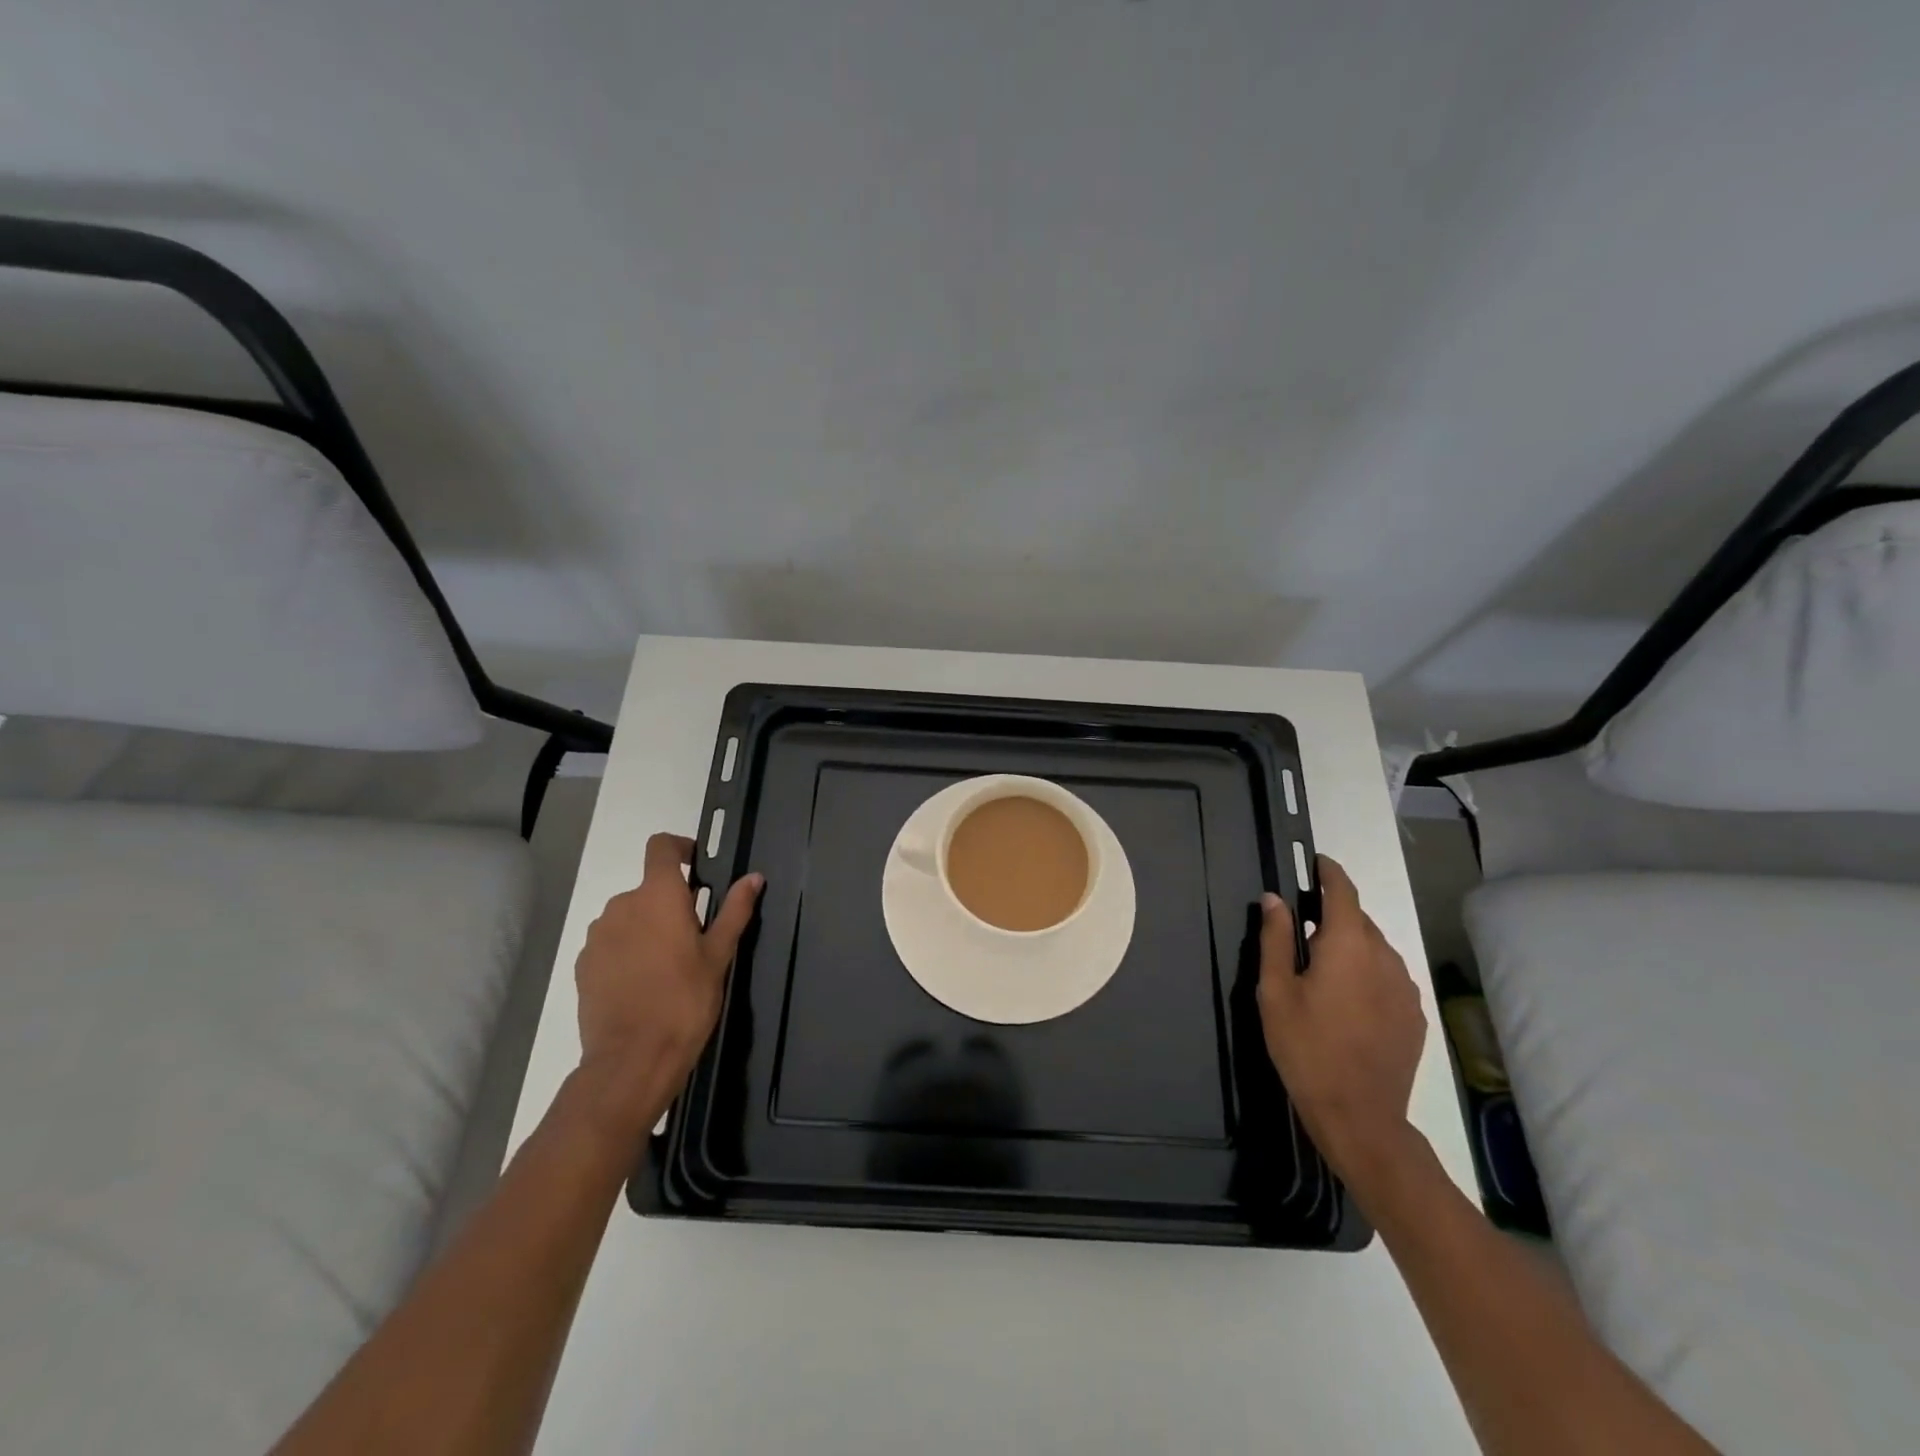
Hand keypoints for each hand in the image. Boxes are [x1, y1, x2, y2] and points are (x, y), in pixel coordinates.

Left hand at [571, 832, 762, 1145]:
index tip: (697, 867)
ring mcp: (598, 936)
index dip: (679, 848)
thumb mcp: (719, 955)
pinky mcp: (583, 964)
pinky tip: (642, 984)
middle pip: (648, 888)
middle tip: (693, 937)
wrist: (632, 1059)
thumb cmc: (685, 1001)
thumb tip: (754, 877)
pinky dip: (627, 951)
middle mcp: (622, 905)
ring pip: (628, 917)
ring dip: (647, 928)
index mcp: (659, 896)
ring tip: (667, 966)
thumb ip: (735, 910)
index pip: (661, 847)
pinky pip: (610, 943)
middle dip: (670, 903)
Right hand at [1257, 855, 1426, 1196]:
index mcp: (1348, 945)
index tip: (1316, 862)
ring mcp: (1405, 987)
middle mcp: (1385, 957)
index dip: (1329, 872)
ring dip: (1350, 947)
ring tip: (1322, 972)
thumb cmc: (1306, 1047)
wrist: (1359, 1115)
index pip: (1342, 891)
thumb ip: (1276, 939)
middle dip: (1333, 916)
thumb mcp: (1275, 991)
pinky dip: (1367, 973)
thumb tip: (1274, 899)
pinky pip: (1388, 977)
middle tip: (1302, 932)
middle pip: (1359, 920)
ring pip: (1375, 949)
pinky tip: (1347, 1001)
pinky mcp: (1414, 1015)